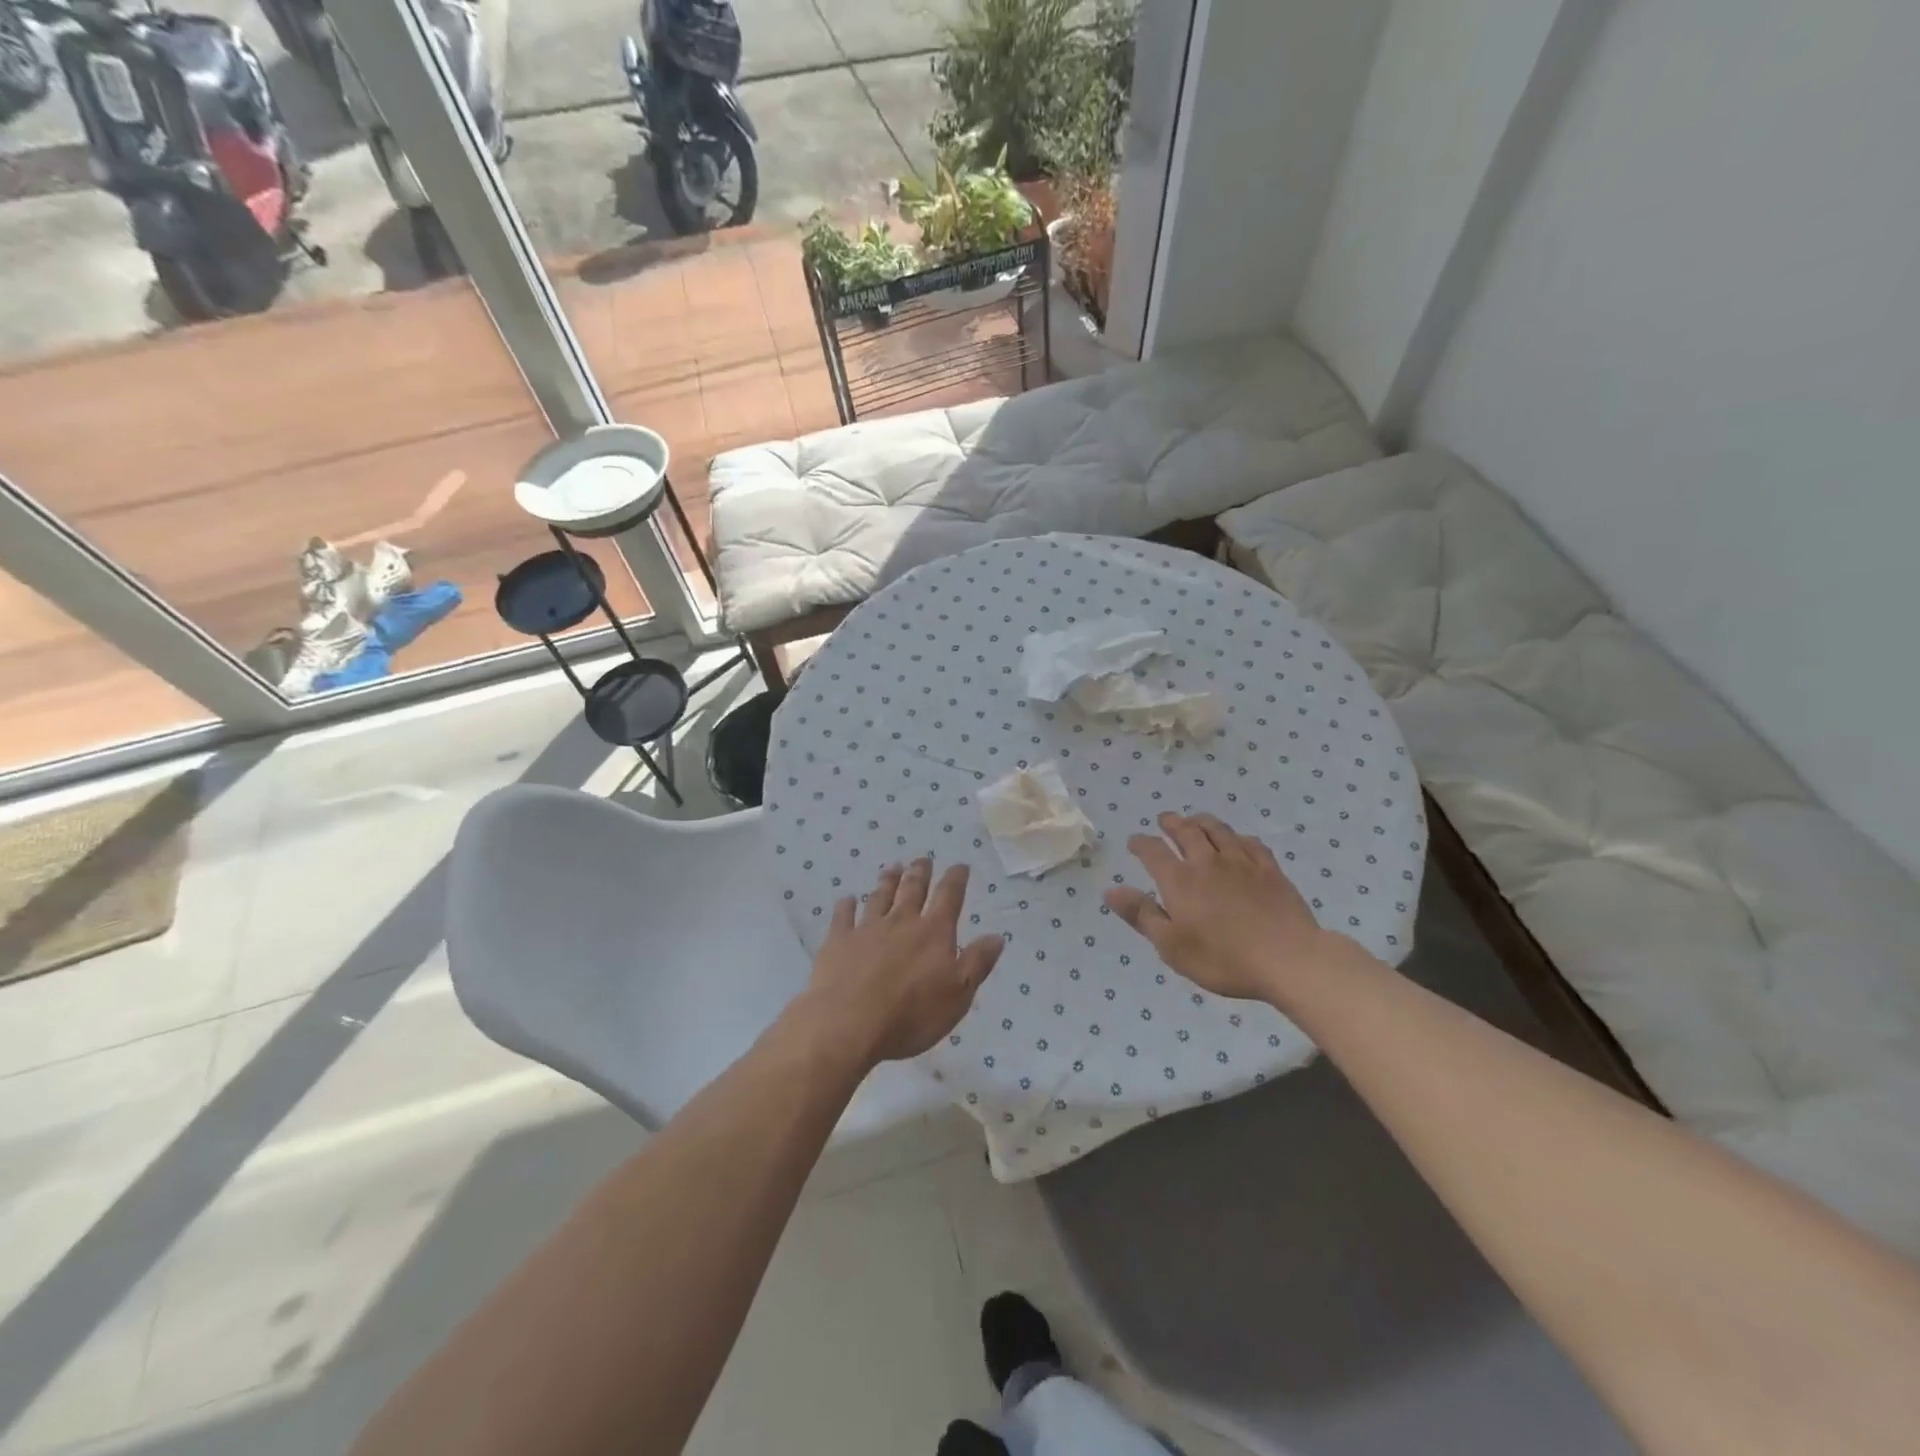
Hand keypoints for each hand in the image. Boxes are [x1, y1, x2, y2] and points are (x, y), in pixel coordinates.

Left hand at [800, 858, 1005, 1067]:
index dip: (955, 879)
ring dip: (887, 881)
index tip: (960, 865)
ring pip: (879, 897)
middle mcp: (901, 922)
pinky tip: (846, 899)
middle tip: (922, 859)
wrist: (847, 1024)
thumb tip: (997, 935)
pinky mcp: (838, 941)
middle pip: (912, 890)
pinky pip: (843, 916)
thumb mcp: (958, 995)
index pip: (948, 897)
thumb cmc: (911, 1015)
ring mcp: (867, 929)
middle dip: (920, 873)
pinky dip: (846, 906)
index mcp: (933, 933)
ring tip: (892, 868)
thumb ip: (977, 962)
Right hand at [1104, 812, 1361, 1003]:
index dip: (1141, 843)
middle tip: (1164, 819)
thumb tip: (1110, 890)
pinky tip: (1237, 840)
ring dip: (1202, 821)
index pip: (1153, 851)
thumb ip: (1141, 915)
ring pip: (1218, 830)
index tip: (1134, 841)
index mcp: (1179, 880)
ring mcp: (1242, 863)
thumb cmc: (1223, 959)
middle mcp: (1207, 862)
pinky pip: (1250, 843)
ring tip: (1195, 819)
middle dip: (1172, 823)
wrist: (1288, 960)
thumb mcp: (1172, 946)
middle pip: (1186, 832)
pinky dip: (1238, 837)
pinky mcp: (1270, 870)